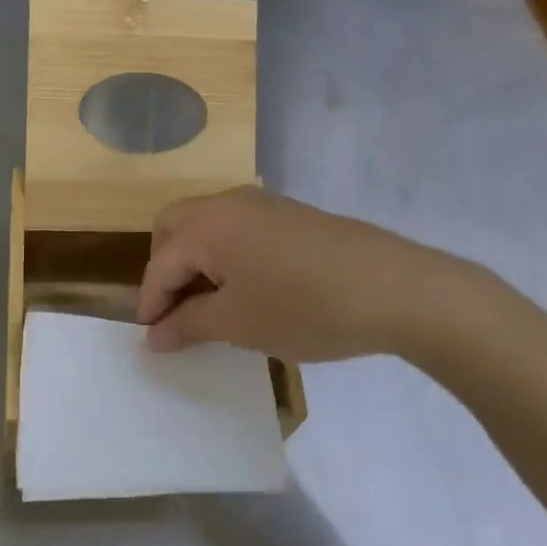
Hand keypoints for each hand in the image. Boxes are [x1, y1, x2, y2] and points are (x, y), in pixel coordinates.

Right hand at [136, 187, 474, 362]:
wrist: (396, 288)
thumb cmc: (305, 307)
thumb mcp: (238, 324)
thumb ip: (188, 324)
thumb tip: (153, 334)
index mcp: (208, 224)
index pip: (160, 263)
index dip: (150, 304)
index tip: (152, 342)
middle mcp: (228, 203)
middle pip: (174, 228)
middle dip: (166, 270)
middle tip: (177, 313)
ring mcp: (263, 205)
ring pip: (207, 226)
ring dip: (196, 262)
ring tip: (211, 308)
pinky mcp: (290, 216)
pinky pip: (238, 230)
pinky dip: (226, 257)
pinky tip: (248, 291)